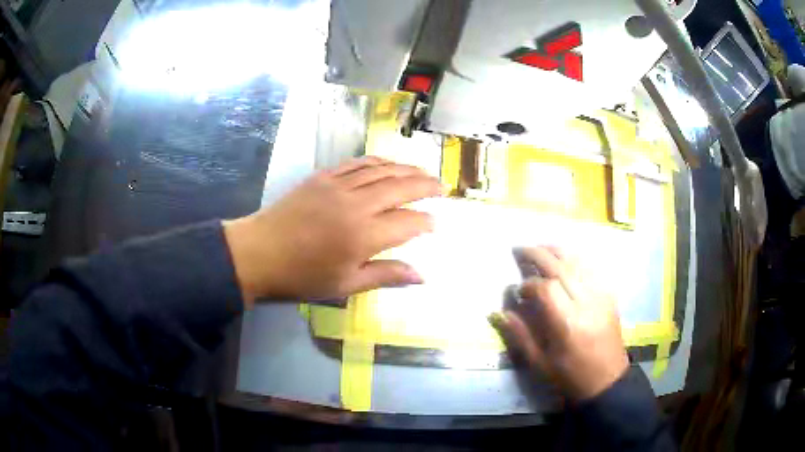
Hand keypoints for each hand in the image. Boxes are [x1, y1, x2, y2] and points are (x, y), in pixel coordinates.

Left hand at [223, 157, 440, 305]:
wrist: (258, 253)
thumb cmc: (301, 276)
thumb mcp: (344, 285)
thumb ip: (385, 275)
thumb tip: (421, 276)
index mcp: (363, 235)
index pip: (407, 223)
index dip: (425, 222)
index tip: (435, 224)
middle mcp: (356, 204)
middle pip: (400, 187)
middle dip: (425, 185)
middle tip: (441, 186)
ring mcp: (338, 186)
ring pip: (381, 170)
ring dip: (406, 169)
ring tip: (422, 172)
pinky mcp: (323, 177)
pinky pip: (357, 164)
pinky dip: (377, 162)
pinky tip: (387, 164)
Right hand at [490, 247, 628, 399]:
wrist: (607, 380)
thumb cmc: (570, 376)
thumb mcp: (540, 362)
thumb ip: (520, 335)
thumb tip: (499, 312)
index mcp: (568, 323)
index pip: (547, 288)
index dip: (528, 284)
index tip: (518, 291)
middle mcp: (586, 303)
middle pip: (561, 267)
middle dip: (538, 255)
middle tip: (519, 249)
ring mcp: (601, 296)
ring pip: (578, 262)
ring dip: (557, 251)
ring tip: (539, 247)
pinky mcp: (609, 295)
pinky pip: (592, 269)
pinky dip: (575, 259)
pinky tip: (565, 258)